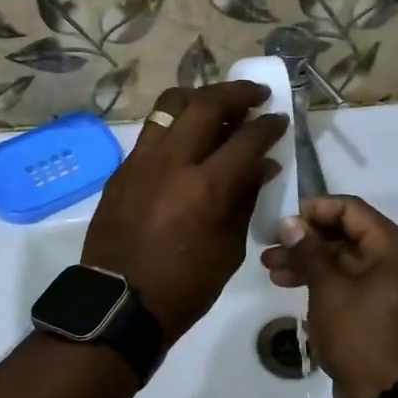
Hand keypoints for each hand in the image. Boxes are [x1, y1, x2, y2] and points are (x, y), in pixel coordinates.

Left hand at [81, 82, 288, 342]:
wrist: (118, 305)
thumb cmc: (185, 285)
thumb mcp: (229, 248)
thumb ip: (245, 199)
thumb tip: (262, 165)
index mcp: (206, 187)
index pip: (246, 138)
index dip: (268, 125)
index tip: (279, 118)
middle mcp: (172, 162)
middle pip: (205, 103)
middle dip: (236, 92)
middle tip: (255, 95)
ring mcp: (142, 161)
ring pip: (170, 104)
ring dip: (199, 97)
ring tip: (216, 104)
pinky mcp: (123, 169)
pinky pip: (152, 130)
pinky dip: (175, 123)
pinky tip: (187, 137)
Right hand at [260, 196, 397, 397]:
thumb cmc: (361, 335)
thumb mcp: (329, 288)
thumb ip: (309, 250)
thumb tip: (291, 222)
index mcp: (394, 247)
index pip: (351, 209)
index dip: (315, 210)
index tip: (284, 220)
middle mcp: (396, 261)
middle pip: (346, 234)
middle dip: (306, 239)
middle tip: (270, 246)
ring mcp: (388, 287)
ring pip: (342, 260)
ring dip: (307, 261)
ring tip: (270, 267)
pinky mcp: (377, 310)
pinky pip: (347, 283)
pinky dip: (320, 281)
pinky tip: (289, 284)